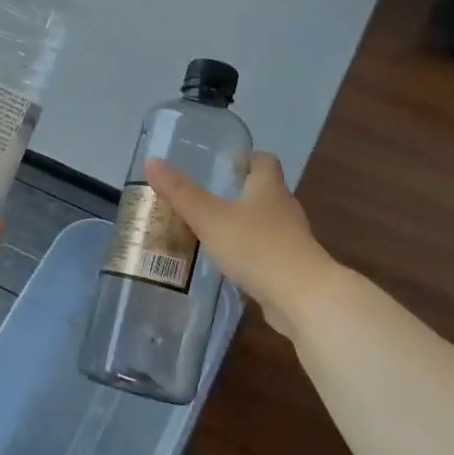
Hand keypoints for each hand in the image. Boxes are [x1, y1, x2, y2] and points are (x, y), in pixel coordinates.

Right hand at [145, 151, 338, 339]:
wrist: (301, 296)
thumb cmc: (256, 246)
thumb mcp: (210, 217)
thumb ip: (181, 193)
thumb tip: (152, 161)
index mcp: (269, 187)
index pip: (264, 160)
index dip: (246, 158)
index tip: (223, 163)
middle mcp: (284, 207)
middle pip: (264, 191)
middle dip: (239, 192)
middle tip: (206, 197)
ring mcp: (290, 239)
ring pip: (265, 223)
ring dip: (243, 224)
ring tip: (211, 230)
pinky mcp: (290, 267)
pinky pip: (266, 251)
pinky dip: (249, 252)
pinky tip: (229, 262)